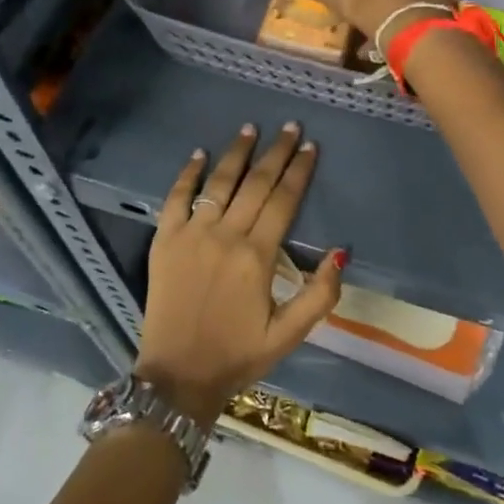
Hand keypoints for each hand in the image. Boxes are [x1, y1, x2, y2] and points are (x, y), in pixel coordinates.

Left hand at [134, 123, 344, 424]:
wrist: (177, 377)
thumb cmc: (237, 355)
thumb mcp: (289, 335)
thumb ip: (319, 295)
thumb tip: (340, 252)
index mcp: (257, 257)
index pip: (283, 201)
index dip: (299, 171)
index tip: (310, 146)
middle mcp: (225, 236)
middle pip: (256, 183)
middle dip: (276, 152)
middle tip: (289, 126)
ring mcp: (191, 235)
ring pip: (219, 183)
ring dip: (237, 153)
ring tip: (251, 129)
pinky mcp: (164, 240)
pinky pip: (176, 198)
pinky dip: (188, 174)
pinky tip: (199, 154)